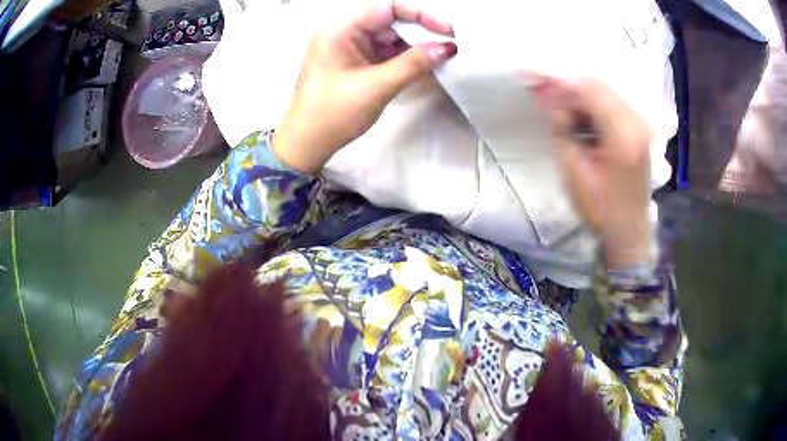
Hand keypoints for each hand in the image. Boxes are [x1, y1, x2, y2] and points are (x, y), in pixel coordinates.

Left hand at [273, 0, 457, 173]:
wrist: (306, 144)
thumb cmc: (333, 114)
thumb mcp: (376, 87)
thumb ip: (413, 64)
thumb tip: (447, 48)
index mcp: (340, 28)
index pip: (386, 7)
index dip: (420, 13)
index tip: (447, 30)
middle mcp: (344, 31)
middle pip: (390, 19)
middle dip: (420, 30)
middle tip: (450, 44)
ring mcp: (350, 46)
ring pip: (390, 36)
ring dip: (415, 45)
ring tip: (443, 55)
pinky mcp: (356, 61)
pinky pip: (385, 51)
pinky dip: (405, 57)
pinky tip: (426, 63)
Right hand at [531, 77, 652, 269]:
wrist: (628, 231)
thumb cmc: (599, 207)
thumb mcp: (573, 169)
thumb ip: (563, 127)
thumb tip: (555, 99)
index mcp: (622, 133)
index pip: (589, 89)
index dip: (561, 81)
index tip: (537, 80)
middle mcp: (637, 122)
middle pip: (599, 86)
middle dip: (570, 87)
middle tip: (546, 95)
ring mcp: (642, 125)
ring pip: (606, 93)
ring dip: (582, 97)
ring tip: (563, 111)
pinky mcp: (641, 130)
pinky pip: (614, 105)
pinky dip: (595, 106)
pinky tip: (582, 120)